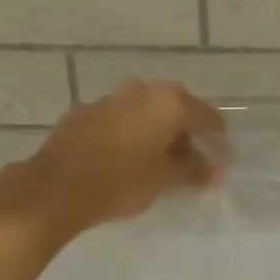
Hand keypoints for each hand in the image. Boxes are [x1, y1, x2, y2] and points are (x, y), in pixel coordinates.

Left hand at [0, 81, 225, 248]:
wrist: (57, 188)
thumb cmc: (122, 181)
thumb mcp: (165, 179)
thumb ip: (194, 171)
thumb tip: (216, 172)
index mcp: (168, 102)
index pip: (206, 117)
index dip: (217, 139)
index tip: (221, 158)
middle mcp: (141, 92)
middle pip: (174, 111)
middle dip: (184, 135)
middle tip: (190, 163)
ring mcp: (110, 100)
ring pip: (144, 114)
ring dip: (154, 133)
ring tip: (157, 163)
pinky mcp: (84, 113)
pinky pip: (118, 121)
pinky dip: (128, 135)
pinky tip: (125, 160)